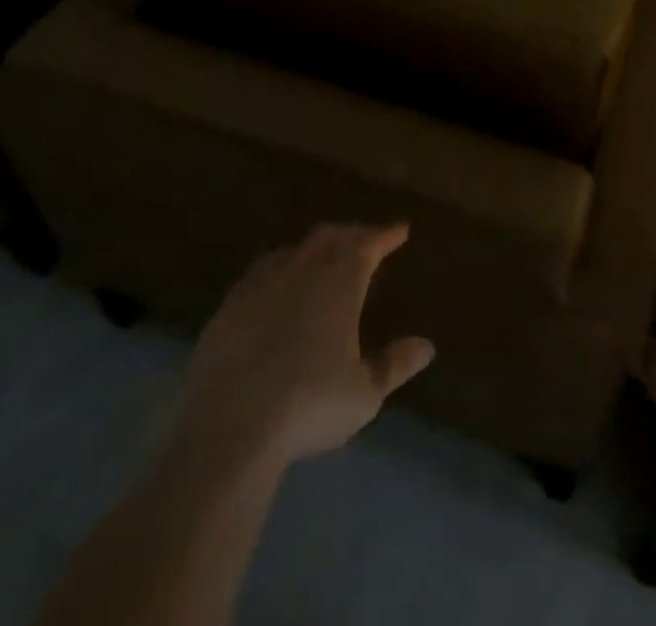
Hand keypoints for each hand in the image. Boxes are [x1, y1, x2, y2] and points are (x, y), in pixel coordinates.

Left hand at [176, 223, 434, 465]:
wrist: (230, 425)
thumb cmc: (309, 406)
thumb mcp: (364, 394)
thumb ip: (395, 365)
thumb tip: (427, 346)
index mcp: (340, 284)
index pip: (368, 245)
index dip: (386, 234)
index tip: (400, 229)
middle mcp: (302, 272)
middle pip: (330, 237)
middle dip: (351, 234)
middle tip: (364, 239)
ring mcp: (261, 285)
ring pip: (293, 250)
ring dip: (313, 248)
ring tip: (322, 256)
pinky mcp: (228, 307)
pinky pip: (259, 273)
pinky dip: (277, 269)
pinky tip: (273, 285)